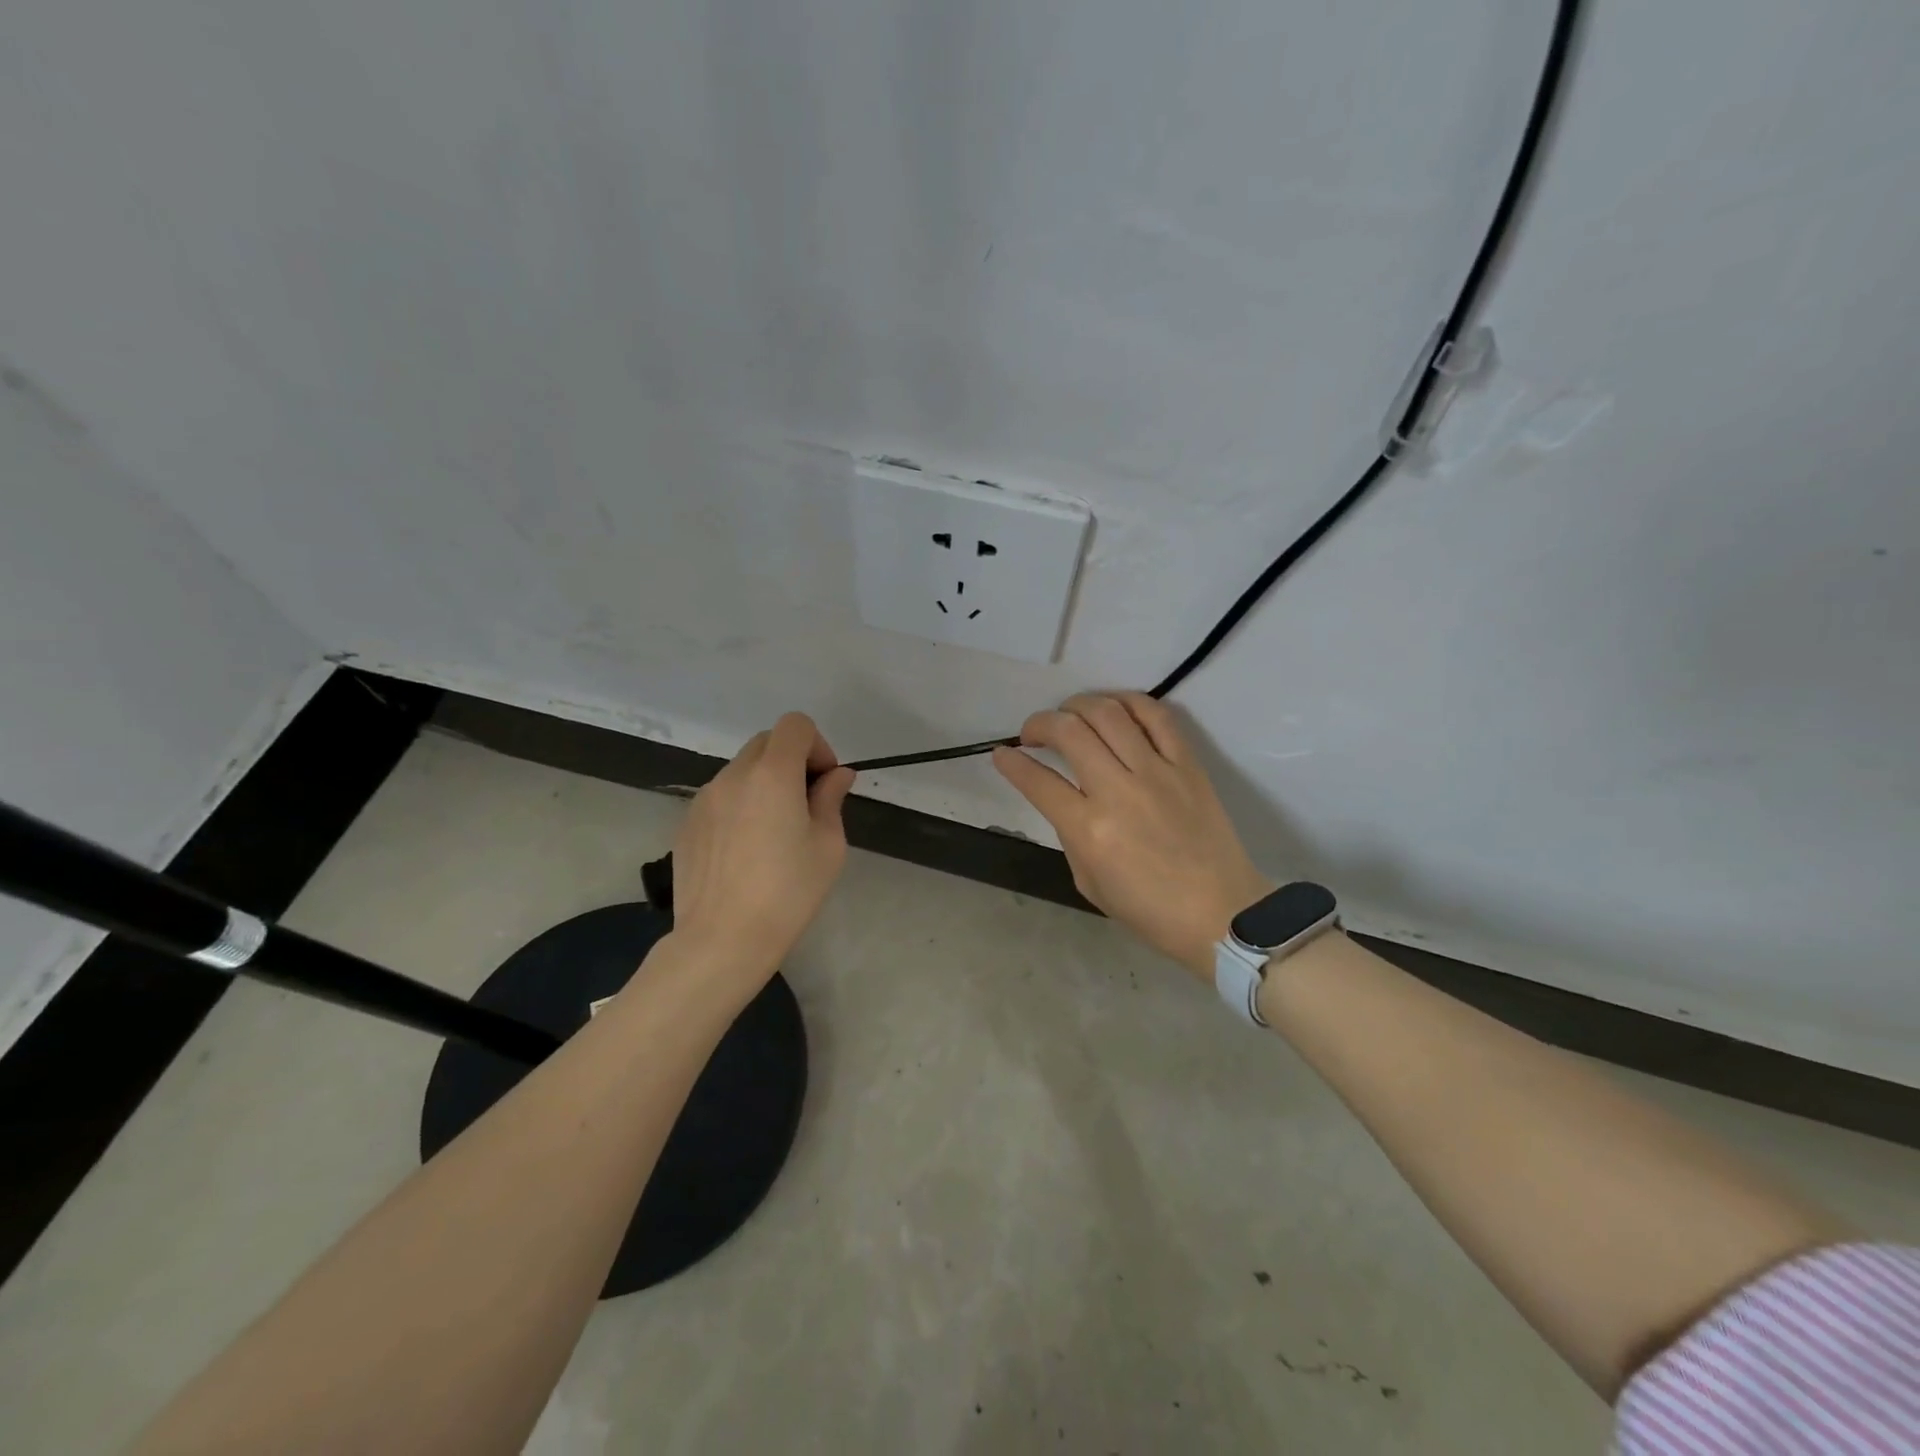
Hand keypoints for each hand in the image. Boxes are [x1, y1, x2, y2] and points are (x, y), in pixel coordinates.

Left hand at [670, 712, 855, 980]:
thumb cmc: (787, 892)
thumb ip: (831, 799)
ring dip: (764, 784)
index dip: (817, 745)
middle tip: (805, 805)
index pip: (795, 725)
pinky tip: (745, 850)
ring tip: (773, 833)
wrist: (722, 939)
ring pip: (741, 770)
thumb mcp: (827, 846)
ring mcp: (704, 798)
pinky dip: (739, 806)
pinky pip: (720, 797)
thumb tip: (836, 776)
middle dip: (791, 761)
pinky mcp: (686, 823)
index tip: (823, 783)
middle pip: (766, 742)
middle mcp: (733, 775)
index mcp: (772, 774)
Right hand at [993, 693, 1269, 979]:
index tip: (1002, 754)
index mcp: (1090, 830)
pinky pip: (1157, 717)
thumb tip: (1065, 797)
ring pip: (1108, 713)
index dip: (1011, 763)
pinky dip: (1129, 702)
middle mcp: (1119, 791)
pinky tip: (1113, 707)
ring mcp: (1157, 772)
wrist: (1221, 914)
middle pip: (1069, 731)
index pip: (1037, 780)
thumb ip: (1070, 833)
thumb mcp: (1088, 881)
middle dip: (1039, 723)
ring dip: (1078, 705)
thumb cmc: (1149, 910)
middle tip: (1033, 733)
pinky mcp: (1188, 765)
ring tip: (1069, 715)